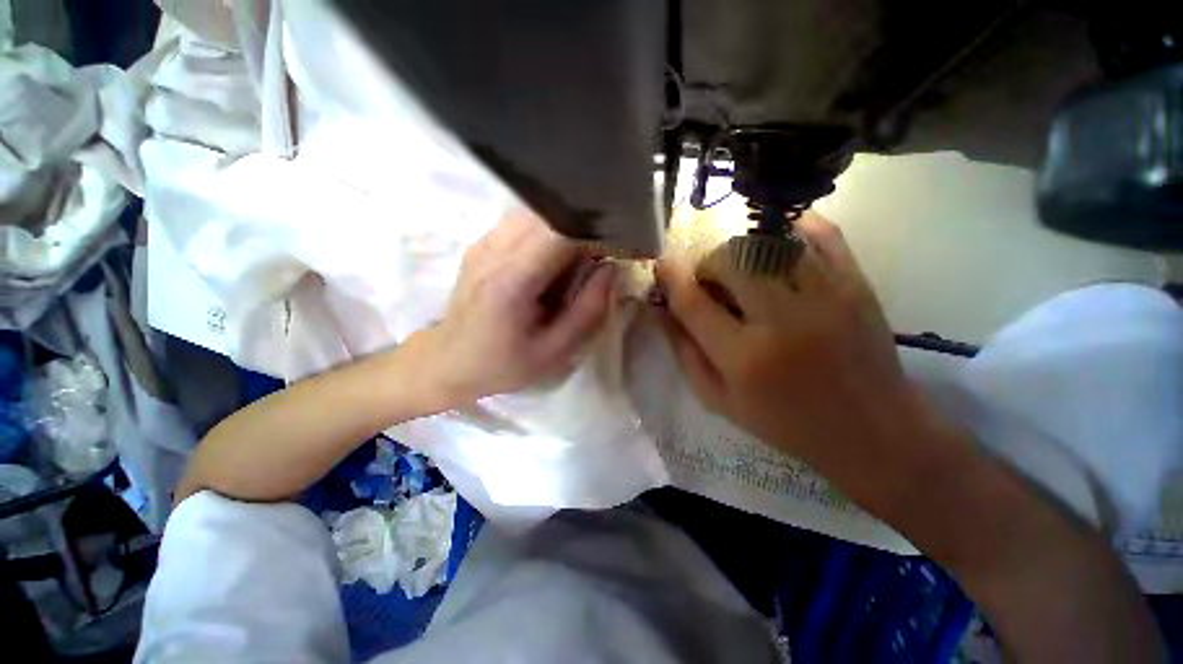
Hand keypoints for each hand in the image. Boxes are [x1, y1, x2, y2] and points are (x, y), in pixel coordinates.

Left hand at [415, 211, 616, 405]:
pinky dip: (546, 234)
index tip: (614, 249)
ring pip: (538, 213)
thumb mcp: (554, 352)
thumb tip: (612, 270)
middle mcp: (494, 249)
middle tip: (598, 259)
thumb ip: (588, 311)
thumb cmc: (502, 364)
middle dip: (582, 231)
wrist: (448, 361)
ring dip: (564, 231)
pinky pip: (524, 223)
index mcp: (512, 279)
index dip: (593, 232)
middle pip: (550, 215)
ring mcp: (484, 241)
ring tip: (574, 263)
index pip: (560, 230)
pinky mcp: (482, 242)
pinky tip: (549, 262)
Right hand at [655, 213, 929, 479]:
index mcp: (743, 357)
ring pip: (767, 243)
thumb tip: (664, 311)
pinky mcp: (857, 283)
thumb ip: (685, 353)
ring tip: (745, 273)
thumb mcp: (719, 401)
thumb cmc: (785, 422)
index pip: (692, 302)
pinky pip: (821, 233)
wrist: (871, 429)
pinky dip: (792, 229)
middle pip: (729, 260)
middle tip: (712, 283)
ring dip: (743, 253)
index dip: (671, 278)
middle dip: (708, 266)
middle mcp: (782, 320)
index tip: (663, 267)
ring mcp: (825, 295)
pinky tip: (778, 244)